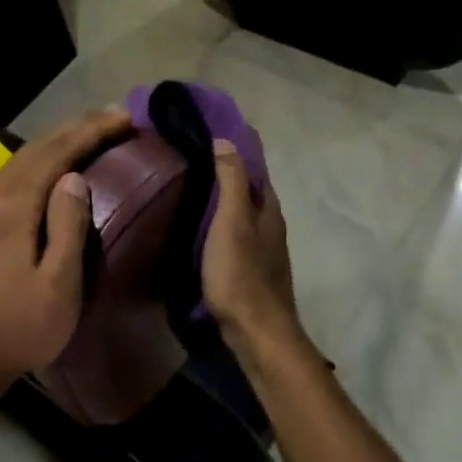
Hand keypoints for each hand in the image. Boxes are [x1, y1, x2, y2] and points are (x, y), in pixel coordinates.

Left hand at [0, 106, 130, 401]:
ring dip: (57, 142)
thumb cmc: (16, 330)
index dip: (91, 131)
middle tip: (115, 117)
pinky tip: (56, 168)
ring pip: (20, 160)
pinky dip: (40, 163)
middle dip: (76, 128)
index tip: (125, 117)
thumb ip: (67, 226)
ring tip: (92, 133)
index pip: (54, 153)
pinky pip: (11, 178)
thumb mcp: (58, 287)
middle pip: (35, 149)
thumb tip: (75, 177)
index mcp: (9, 208)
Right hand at [202, 137, 305, 355]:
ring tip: (192, 186)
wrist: (257, 332)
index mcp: (268, 209)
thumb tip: (226, 140)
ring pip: (242, 213)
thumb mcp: (232, 222)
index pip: (255, 167)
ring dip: (223, 198)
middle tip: (193, 154)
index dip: (238, 147)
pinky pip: (234, 234)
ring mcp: (262, 250)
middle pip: (249, 190)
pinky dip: (219, 223)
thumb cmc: (242, 274)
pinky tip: (200, 227)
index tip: (213, 128)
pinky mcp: (250, 270)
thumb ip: (231, 181)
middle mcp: (270, 225)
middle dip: (228, 171)